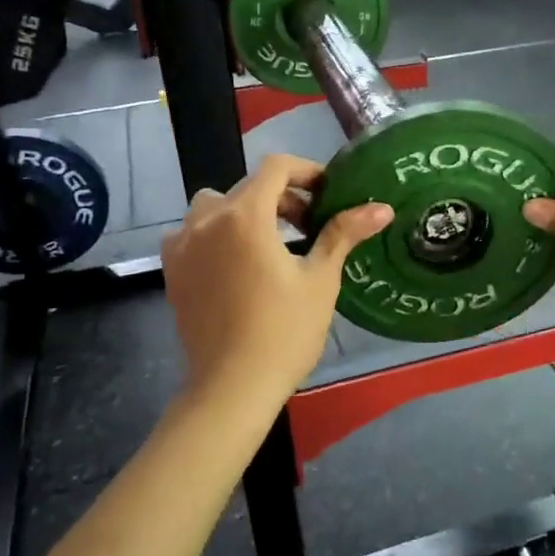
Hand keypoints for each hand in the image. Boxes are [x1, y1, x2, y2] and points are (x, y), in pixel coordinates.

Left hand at [162, 154, 392, 405]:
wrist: (232, 387)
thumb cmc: (284, 332)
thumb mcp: (320, 279)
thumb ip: (343, 234)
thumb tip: (382, 208)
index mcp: (245, 215)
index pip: (275, 168)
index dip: (306, 172)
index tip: (328, 194)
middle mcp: (207, 220)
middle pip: (248, 187)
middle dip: (282, 198)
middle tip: (310, 226)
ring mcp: (183, 245)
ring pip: (215, 206)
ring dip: (244, 211)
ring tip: (269, 241)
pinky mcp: (172, 270)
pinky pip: (192, 233)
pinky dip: (214, 233)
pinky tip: (234, 262)